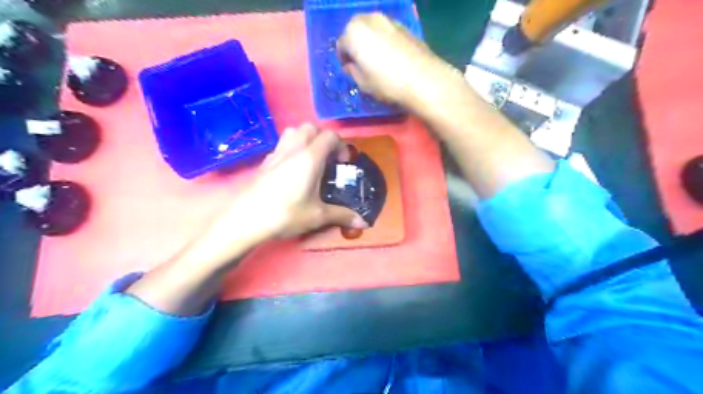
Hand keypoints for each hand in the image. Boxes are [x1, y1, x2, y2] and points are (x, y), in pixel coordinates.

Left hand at [244, 125, 368, 237]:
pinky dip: (291, 149)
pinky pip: (281, 144)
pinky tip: (292, 170)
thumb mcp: (317, 216)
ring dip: (305, 139)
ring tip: (310, 159)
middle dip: (323, 138)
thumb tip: (364, 223)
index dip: (341, 146)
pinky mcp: (264, 161)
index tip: (343, 163)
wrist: (246, 219)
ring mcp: (276, 153)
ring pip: (293, 131)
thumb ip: (342, 215)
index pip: (330, 136)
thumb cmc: (285, 214)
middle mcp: (293, 149)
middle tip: (327, 159)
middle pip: (311, 127)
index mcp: (310, 157)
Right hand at [337, 12, 464, 109]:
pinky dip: (385, 41)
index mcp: (354, 32)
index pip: (341, 45)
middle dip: (356, 44)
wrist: (423, 79)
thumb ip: (352, 71)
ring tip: (377, 60)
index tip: (349, 70)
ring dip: (370, 41)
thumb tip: (351, 65)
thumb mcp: (362, 83)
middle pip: (355, 30)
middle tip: (361, 63)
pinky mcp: (405, 26)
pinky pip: (387, 32)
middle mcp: (370, 19)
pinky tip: (391, 57)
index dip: (343, 59)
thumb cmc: (387, 83)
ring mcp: (389, 20)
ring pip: (372, 29)